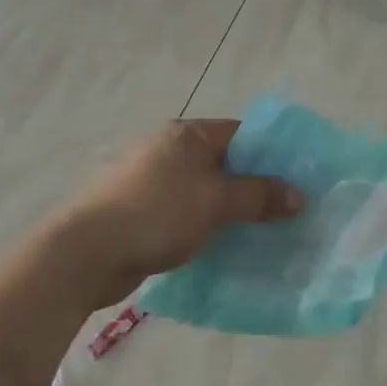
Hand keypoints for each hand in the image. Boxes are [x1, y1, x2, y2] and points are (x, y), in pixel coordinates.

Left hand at [53, 119, 302, 307]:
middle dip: (254, 187)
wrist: (87, 252)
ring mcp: (151, 182)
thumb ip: (258, 196)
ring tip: (263, 234)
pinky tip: (224, 249)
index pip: (240, 133)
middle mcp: (168, 150)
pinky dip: (206, 227)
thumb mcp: (215, 201)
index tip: (298, 179)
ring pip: (204, 192)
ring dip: (230, 211)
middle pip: (223, 163)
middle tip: (288, 212)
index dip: (271, 154)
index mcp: (186, 136)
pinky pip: (185, 215)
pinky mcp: (140, 213)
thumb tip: (298, 194)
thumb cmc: (156, 213)